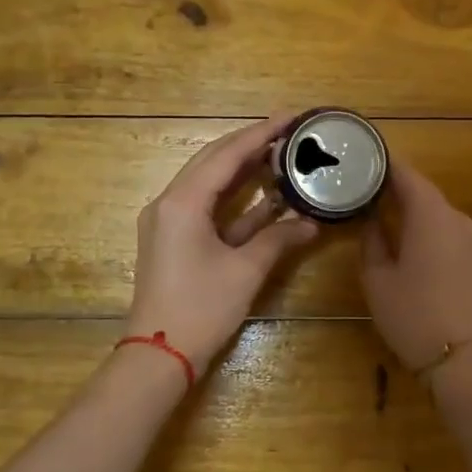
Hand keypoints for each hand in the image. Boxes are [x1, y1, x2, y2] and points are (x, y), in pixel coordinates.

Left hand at [124, 115, 318, 374]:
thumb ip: (279, 239)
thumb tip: (312, 223)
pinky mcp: (173, 240)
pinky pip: (206, 207)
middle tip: (289, 132)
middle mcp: (169, 202)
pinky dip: (235, 201)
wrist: (159, 355)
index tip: (291, 117)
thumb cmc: (201, 309)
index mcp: (183, 202)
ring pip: (209, 183)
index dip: (261, 133)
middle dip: (251, 144)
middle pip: (213, 160)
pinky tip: (266, 197)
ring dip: (244, 170)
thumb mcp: (245, 271)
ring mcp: (168, 221)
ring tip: (281, 155)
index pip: (226, 154)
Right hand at [360, 159, 471, 372]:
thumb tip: (370, 218)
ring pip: (432, 208)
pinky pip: (442, 226)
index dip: (381, 163)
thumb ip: (371, 239)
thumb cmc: (411, 314)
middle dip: (391, 184)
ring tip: (372, 204)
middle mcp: (455, 216)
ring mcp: (469, 236)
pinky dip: (420, 222)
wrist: (460, 357)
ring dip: (406, 204)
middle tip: (357, 183)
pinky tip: (398, 230)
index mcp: (431, 214)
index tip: (357, 158)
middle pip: (420, 189)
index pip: (405, 173)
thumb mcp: (377, 277)